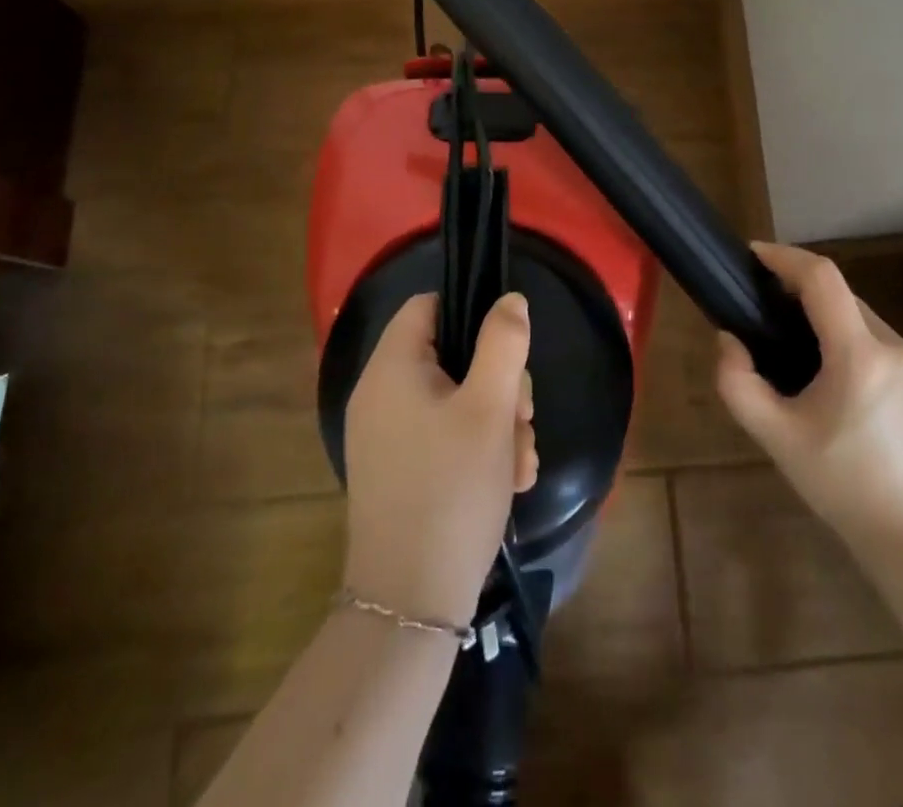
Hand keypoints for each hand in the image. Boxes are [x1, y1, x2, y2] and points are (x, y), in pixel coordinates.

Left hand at [342, 292, 538, 628]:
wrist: (410, 604)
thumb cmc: (452, 489)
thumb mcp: (490, 408)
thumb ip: (503, 344)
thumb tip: (509, 299)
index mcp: (391, 368)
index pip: (428, 306)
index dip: (472, 314)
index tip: (508, 350)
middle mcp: (380, 394)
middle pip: (451, 356)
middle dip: (499, 384)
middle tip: (522, 419)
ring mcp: (386, 435)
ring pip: (456, 400)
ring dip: (497, 423)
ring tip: (520, 463)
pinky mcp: (397, 469)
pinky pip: (443, 436)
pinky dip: (477, 449)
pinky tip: (508, 481)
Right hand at [717, 243, 902, 559]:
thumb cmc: (844, 487)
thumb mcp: (776, 438)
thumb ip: (738, 383)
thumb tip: (729, 340)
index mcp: (859, 355)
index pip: (821, 277)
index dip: (784, 256)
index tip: (751, 255)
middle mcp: (895, 347)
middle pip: (839, 294)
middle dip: (797, 289)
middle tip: (760, 309)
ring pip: (859, 316)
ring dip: (822, 315)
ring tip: (789, 346)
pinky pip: (877, 340)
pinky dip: (845, 337)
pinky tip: (828, 375)